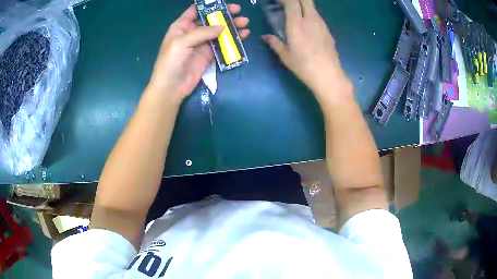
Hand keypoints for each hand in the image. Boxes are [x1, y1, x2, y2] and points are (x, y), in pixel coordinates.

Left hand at [148, 4, 249, 103]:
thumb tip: (223, 26)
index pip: (196, 10)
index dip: (209, 5)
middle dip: (224, 14)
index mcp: (182, 26)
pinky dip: (232, 40)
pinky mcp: (209, 55)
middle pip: (211, 19)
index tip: (224, 2)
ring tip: (245, 23)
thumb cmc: (171, 62)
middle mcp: (192, 32)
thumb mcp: (182, 42)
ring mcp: (202, 43)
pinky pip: (222, 44)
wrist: (171, 87)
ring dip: (232, 26)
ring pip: (219, 31)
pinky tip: (243, 35)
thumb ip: (202, 32)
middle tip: (238, 11)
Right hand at [261, 0, 351, 102]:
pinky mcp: (328, 31)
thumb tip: (265, 37)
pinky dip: (310, 15)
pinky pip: (317, 16)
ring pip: (312, 7)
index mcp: (296, 24)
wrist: (329, 76)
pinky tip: (307, 25)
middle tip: (288, 4)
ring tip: (296, 13)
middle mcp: (310, 19)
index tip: (278, 2)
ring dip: (303, 6)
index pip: (291, 1)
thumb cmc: (304, 66)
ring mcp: (321, 24)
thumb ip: (275, 43)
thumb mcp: (286, 56)